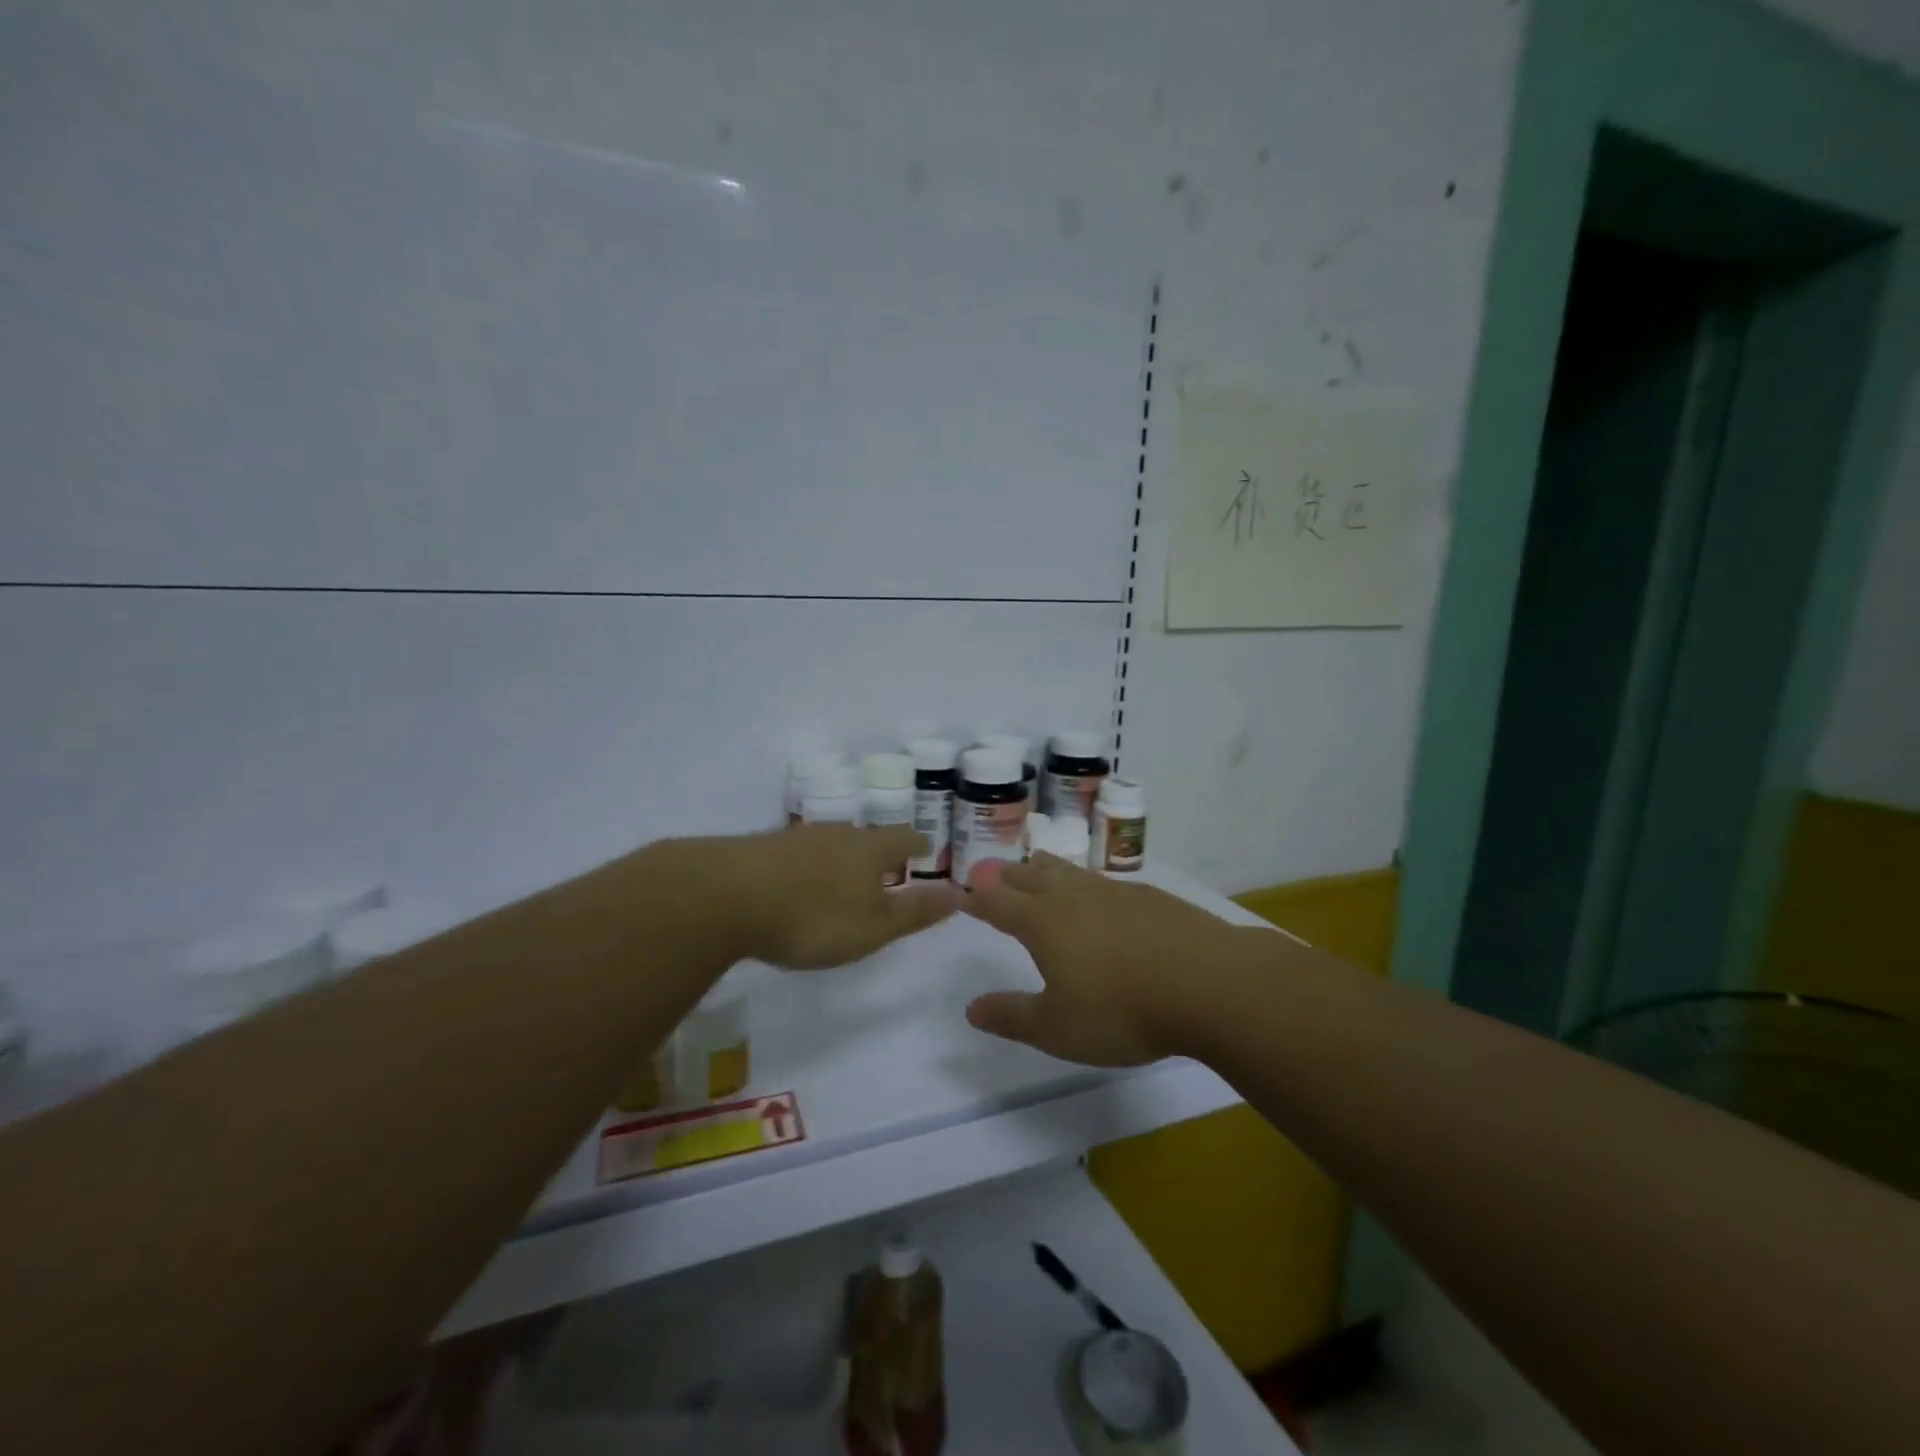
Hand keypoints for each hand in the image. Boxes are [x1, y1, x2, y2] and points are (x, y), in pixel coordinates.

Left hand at [721, 824, 961, 968]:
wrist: (725, 897)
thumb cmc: (813, 917)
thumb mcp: (873, 927)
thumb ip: (915, 912)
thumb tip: (960, 894)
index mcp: (868, 849)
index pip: (903, 839)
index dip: (918, 845)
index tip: (925, 849)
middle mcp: (835, 834)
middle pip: (865, 837)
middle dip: (878, 851)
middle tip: (886, 867)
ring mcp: (795, 838)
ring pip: (829, 843)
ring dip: (841, 858)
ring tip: (843, 877)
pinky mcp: (760, 849)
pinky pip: (796, 855)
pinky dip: (807, 867)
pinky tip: (796, 885)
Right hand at [961, 854, 1244, 1065]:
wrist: (1209, 983)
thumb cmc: (1122, 1010)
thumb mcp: (1057, 1029)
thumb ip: (1012, 1016)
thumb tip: (971, 1008)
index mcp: (1042, 923)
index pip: (997, 902)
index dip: (976, 898)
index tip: (961, 894)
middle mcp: (1072, 896)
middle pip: (1030, 876)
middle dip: (1006, 875)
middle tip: (992, 872)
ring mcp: (1113, 891)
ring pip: (1068, 871)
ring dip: (1045, 868)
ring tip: (1037, 865)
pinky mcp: (1149, 896)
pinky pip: (1103, 881)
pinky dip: (1086, 882)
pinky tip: (1099, 893)